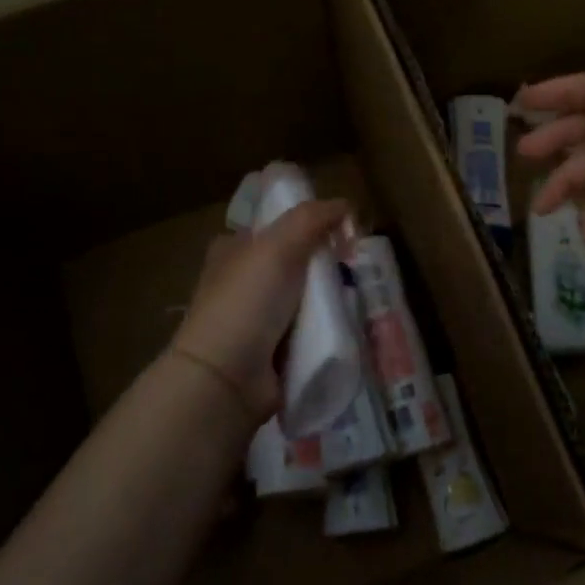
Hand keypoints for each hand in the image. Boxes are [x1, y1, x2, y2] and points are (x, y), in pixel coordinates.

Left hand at [170, 199, 350, 432]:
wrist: (226, 379)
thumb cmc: (246, 303)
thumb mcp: (278, 246)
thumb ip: (312, 218)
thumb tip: (345, 204)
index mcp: (233, 251)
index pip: (274, 227)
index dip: (307, 224)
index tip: (341, 232)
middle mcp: (242, 282)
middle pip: (296, 262)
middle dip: (325, 265)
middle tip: (354, 268)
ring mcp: (257, 320)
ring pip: (306, 298)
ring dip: (329, 299)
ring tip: (358, 298)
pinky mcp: (272, 352)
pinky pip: (309, 331)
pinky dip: (325, 330)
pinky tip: (346, 327)